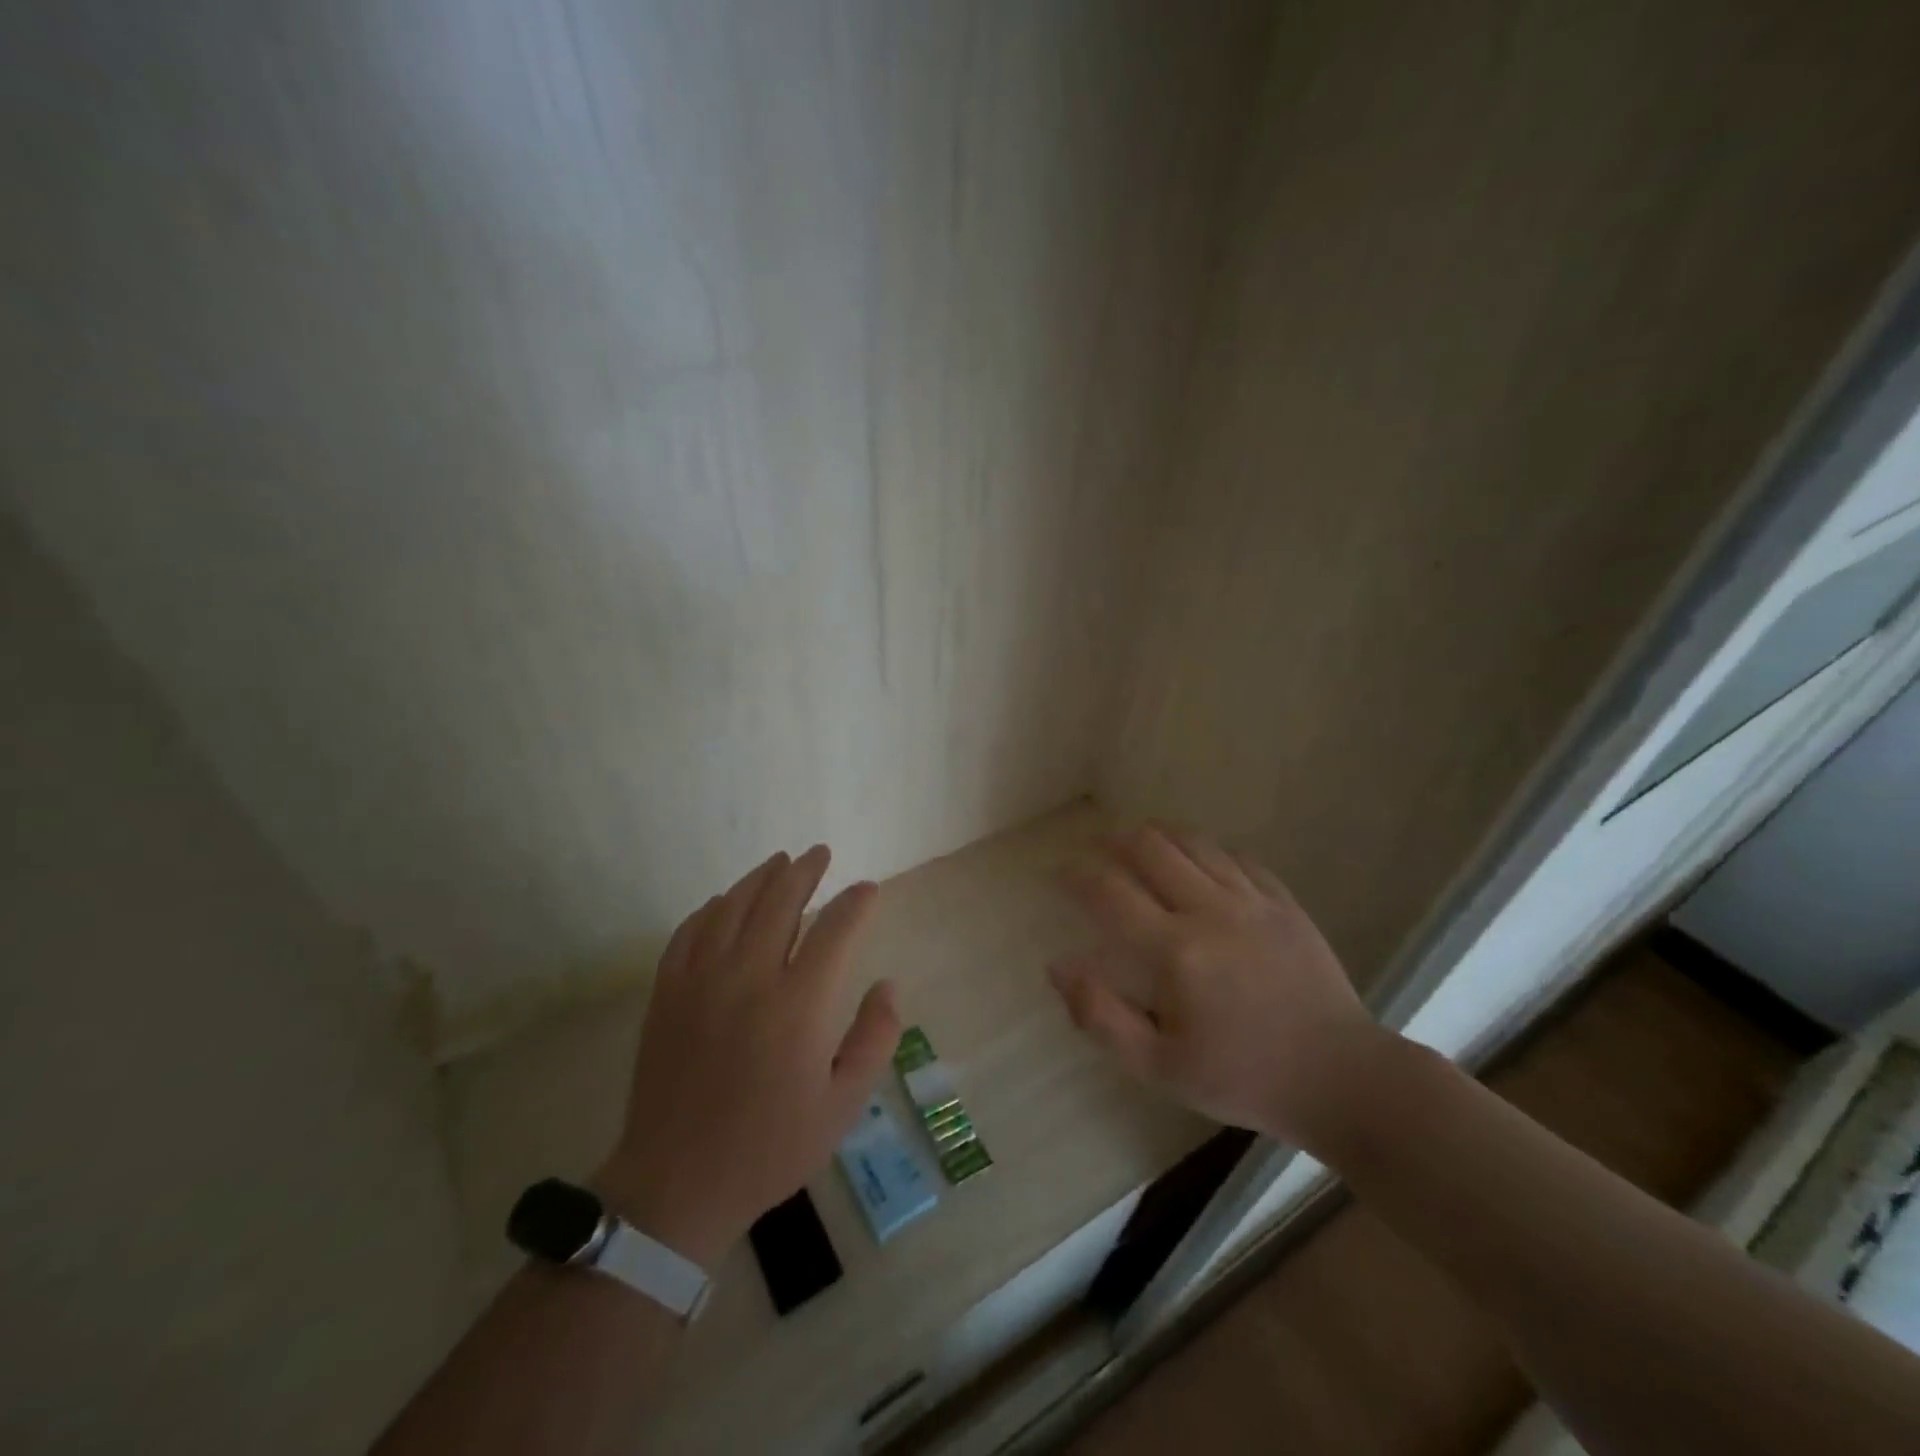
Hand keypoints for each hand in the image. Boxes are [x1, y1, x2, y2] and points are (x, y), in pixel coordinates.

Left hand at [597, 846, 899, 1266]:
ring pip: (733, 906)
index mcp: (798, 1004)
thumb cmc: (770, 1146)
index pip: (836, 929)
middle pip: (780, 900)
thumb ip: (875, 1038)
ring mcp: (701, 980)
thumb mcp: (843, 1105)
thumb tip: (888, 984)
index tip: (868, 890)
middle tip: (820, 853)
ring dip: (761, 877)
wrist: (677, 1183)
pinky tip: (724, 902)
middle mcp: (749, 977)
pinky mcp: (667, 992)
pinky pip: (690, 931)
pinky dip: (713, 908)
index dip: (856, 903)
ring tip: (780, 861)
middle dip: (806, 870)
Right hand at [1047, 824, 1387, 1146]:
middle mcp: (1211, 911)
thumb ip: (1101, 1016)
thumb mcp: (1159, 1068)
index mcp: (1176, 951)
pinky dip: (1206, 849)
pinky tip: (1197, 860)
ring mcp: (1253, 901)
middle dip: (1114, 841)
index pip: (1110, 892)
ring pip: (1194, 842)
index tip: (1059, 873)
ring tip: (1139, 843)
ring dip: (1158, 835)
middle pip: (1151, 847)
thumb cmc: (1242, 1078)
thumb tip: (1058, 966)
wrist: (1339, 1079)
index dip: (1076, 875)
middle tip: (1097, 851)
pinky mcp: (1284, 902)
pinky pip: (1237, 856)